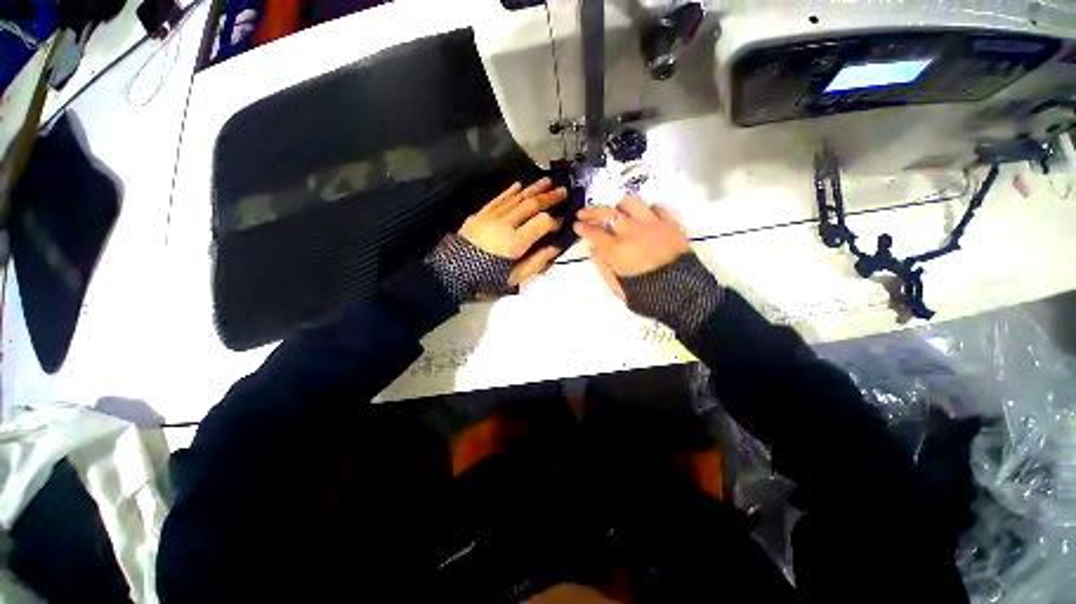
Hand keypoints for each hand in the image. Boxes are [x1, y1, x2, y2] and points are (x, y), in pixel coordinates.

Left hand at [425, 179, 567, 302]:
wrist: (452, 273)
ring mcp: (491, 216)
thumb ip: (537, 261)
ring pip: (516, 197)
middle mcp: (505, 224)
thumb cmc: (486, 279)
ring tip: (547, 180)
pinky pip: (498, 198)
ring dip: (533, 188)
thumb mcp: (514, 278)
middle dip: (549, 197)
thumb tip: (555, 247)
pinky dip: (510, 191)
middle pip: (531, 205)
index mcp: (515, 243)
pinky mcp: (480, 214)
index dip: (554, 221)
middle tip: (563, 191)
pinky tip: (520, 184)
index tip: (562, 221)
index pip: (541, 222)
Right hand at [573, 193, 689, 298]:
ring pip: (631, 201)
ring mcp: (653, 224)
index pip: (594, 232)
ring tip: (615, 211)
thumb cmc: (649, 296)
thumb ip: (603, 267)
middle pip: (607, 213)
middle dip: (591, 212)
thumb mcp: (618, 289)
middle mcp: (632, 231)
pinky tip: (642, 217)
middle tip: (583, 214)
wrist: (686, 295)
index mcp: (617, 249)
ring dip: (618, 205)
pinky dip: (646, 210)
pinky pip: (656, 207)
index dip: (582, 228)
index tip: (576, 226)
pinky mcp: (670, 223)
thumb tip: (594, 249)